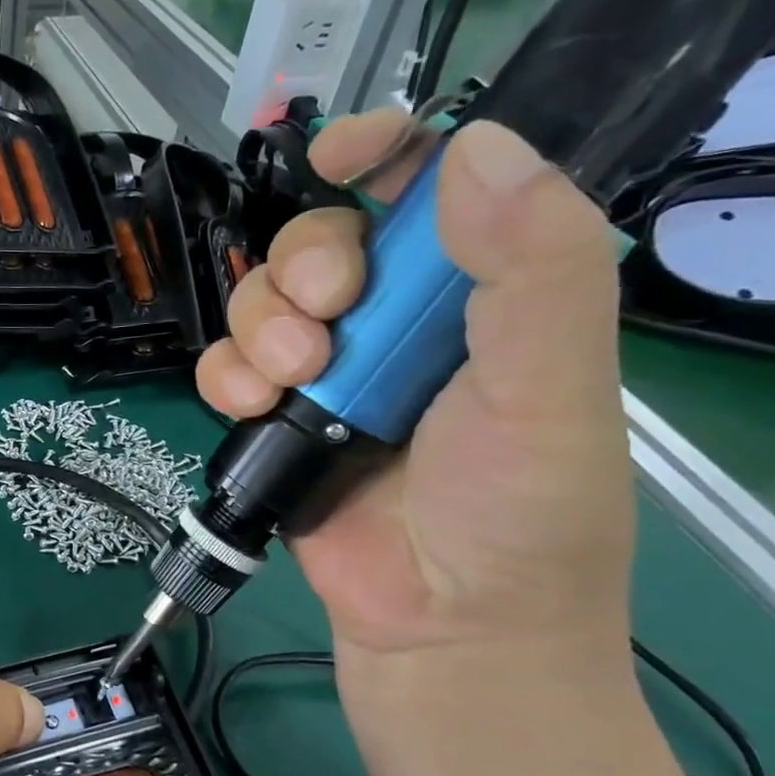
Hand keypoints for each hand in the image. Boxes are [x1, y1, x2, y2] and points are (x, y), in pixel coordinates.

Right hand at [195, 112, 634, 672]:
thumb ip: (535, 271)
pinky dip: (225, 376)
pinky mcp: (272, 418)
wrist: (443, 626)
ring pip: (257, 301)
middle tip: (326, 313)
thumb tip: (477, 149)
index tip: (338, 157)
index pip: (426, 187)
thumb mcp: (551, 389)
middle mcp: (393, 322)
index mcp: (475, 294)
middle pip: (316, 241)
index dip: (382, 152)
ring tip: (291, 380)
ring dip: (260, 327)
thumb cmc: (519, 512)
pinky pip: (223, 367)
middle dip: (304, 265)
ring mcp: (325, 371)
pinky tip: (252, 405)